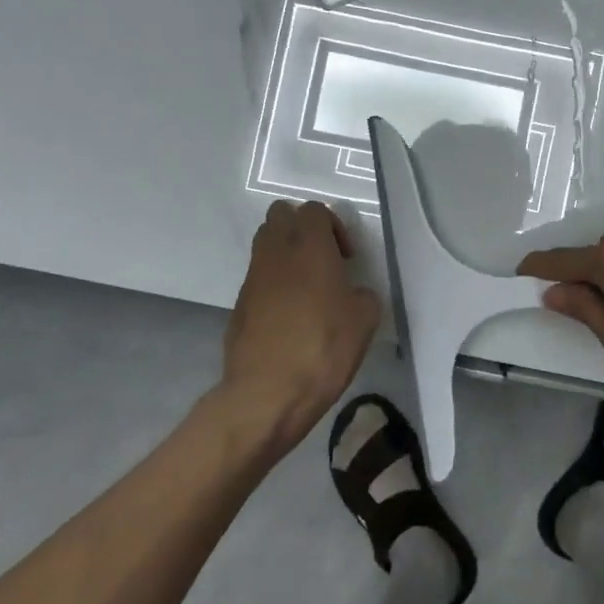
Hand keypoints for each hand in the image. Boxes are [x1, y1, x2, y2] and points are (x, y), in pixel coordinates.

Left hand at [213, 200, 382, 456]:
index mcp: (309, 247)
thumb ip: (362, 295)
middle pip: (281, 215)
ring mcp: (252, 278)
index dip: (333, 226)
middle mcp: (276, 253)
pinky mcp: (239, 304)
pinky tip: (290, 316)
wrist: (267, 393)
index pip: (314, 209)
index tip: (346, 258)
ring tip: (308, 287)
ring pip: (265, 243)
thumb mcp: (364, 320)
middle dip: (302, 228)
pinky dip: (274, 283)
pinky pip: (258, 277)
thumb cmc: (323, 348)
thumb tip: (353, 294)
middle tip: (324, 260)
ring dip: (286, 253)